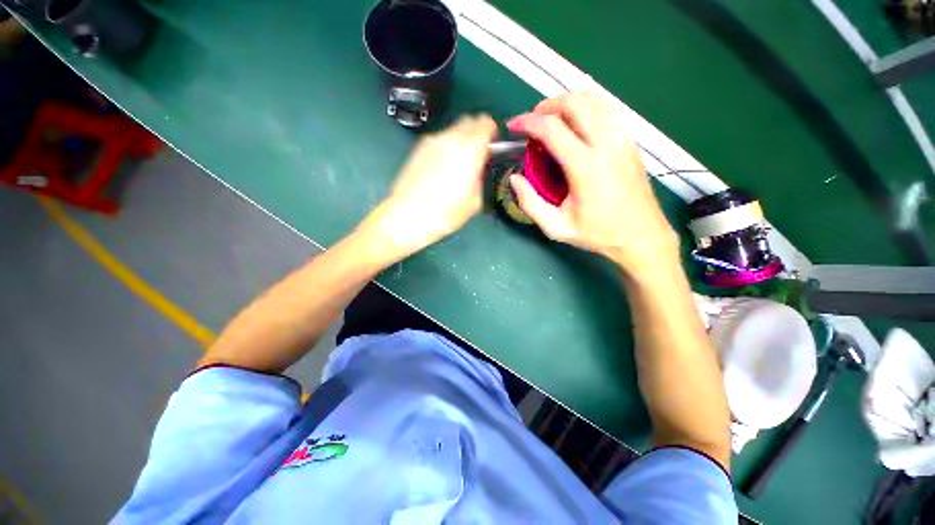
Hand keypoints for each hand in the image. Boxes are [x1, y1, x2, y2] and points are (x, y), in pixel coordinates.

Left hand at [361, 114, 496, 261]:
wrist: (407, 216)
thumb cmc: (445, 213)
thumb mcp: (475, 201)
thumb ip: (482, 178)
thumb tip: (481, 170)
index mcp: (470, 149)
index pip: (487, 123)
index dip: (493, 132)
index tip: (493, 145)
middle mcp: (451, 138)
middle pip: (470, 121)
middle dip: (477, 132)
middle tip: (479, 153)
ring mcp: (432, 141)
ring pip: (453, 130)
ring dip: (461, 139)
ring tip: (459, 163)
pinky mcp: (418, 148)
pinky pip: (439, 139)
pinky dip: (446, 146)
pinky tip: (442, 167)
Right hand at [507, 92, 679, 277]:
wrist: (641, 236)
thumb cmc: (598, 234)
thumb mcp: (556, 227)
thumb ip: (530, 202)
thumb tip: (514, 178)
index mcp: (585, 166)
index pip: (551, 128)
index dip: (527, 122)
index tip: (514, 126)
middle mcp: (606, 143)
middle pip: (574, 102)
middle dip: (547, 106)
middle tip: (532, 122)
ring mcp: (622, 138)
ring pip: (594, 99)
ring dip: (567, 103)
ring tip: (552, 121)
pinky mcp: (630, 140)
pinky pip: (607, 109)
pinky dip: (587, 107)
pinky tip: (577, 124)